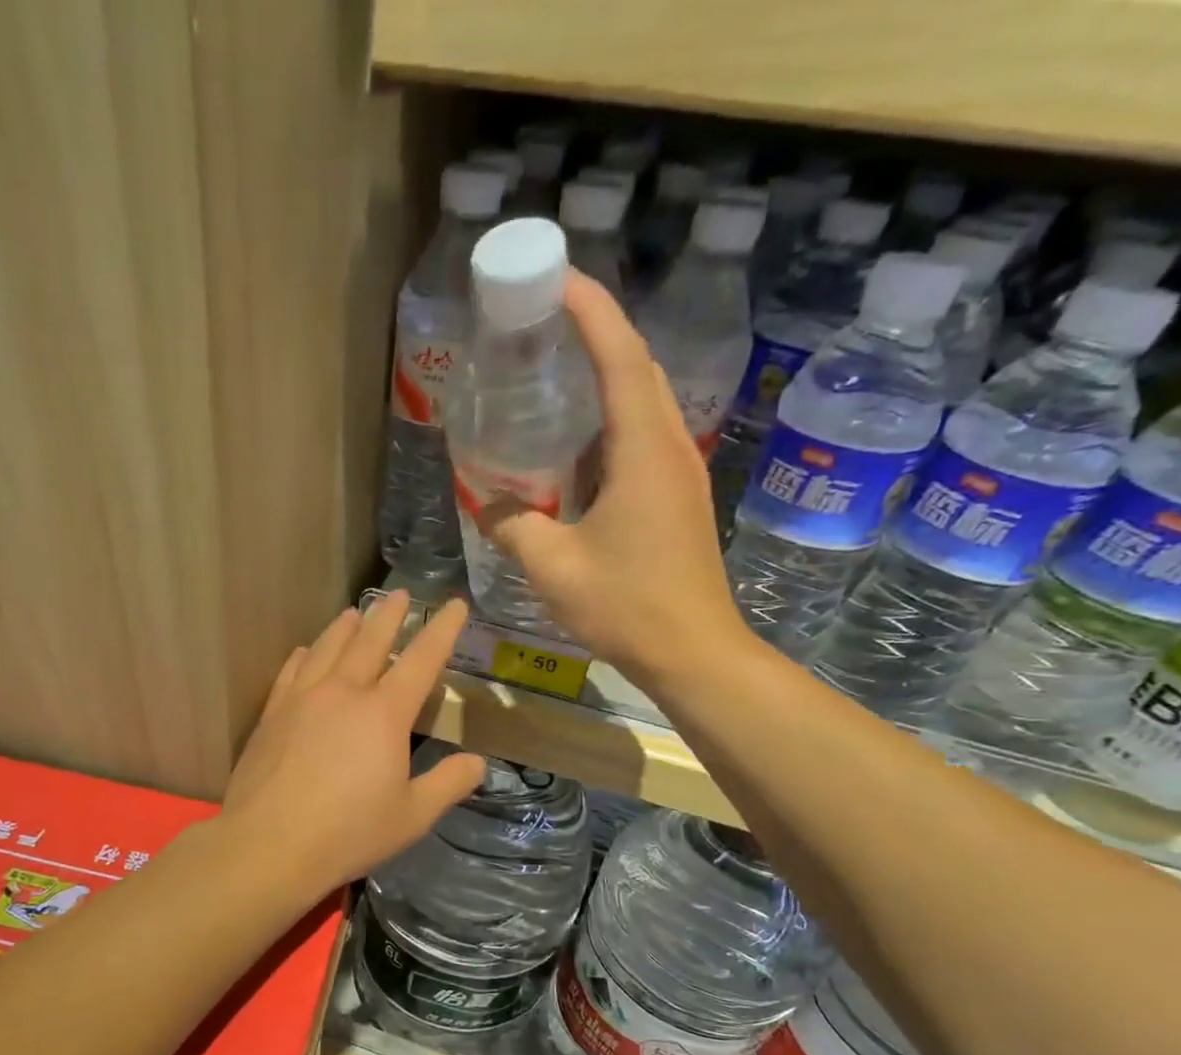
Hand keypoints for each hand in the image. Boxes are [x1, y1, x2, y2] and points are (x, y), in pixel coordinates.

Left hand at [222, 592, 485, 894]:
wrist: (269, 844)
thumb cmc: (349, 832)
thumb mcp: (412, 816)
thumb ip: (448, 784)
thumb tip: (478, 763)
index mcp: (384, 713)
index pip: (422, 659)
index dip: (442, 629)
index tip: (454, 605)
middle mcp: (343, 692)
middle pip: (370, 640)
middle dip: (390, 615)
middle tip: (401, 594)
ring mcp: (303, 698)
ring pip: (328, 647)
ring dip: (346, 627)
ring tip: (355, 613)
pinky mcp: (272, 713)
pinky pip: (292, 670)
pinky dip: (305, 654)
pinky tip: (306, 650)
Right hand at [476, 270, 751, 686]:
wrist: (693, 651)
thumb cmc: (626, 605)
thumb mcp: (554, 567)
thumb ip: (514, 527)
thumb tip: (487, 504)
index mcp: (642, 450)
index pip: (620, 355)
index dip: (590, 309)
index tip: (555, 278)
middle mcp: (668, 447)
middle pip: (637, 367)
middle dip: (596, 332)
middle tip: (544, 323)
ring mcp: (678, 473)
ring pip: (642, 403)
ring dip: (604, 378)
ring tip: (554, 376)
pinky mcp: (677, 498)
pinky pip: (641, 440)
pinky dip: (608, 425)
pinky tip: (573, 448)